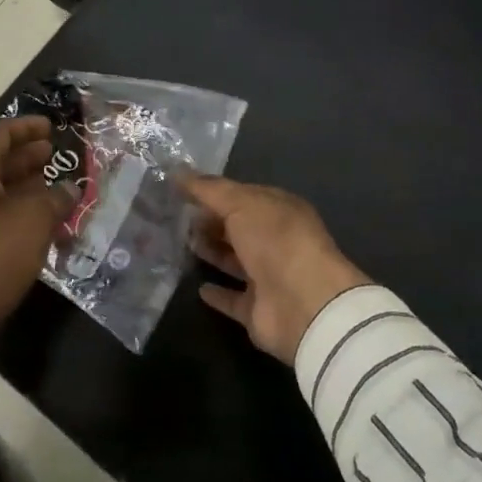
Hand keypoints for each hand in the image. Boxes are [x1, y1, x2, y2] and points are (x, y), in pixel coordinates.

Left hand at [0, 117, 70, 376]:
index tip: (51, 127)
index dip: (25, 128)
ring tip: (51, 191)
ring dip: (21, 189)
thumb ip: (54, 199)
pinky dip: (10, 216)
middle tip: (53, 156)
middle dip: (24, 158)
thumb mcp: (30, 223)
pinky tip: (33, 229)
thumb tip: (70, 188)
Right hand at [185, 176, 369, 364]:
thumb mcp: (240, 203)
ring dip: (212, 252)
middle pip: (238, 228)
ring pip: (235, 260)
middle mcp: (276, 241)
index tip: (181, 190)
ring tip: (182, 244)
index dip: (214, 192)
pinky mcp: (259, 310)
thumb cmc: (275, 240)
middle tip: (177, 218)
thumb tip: (176, 171)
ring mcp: (269, 277)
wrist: (304, 304)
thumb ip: (208, 189)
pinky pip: (234, 299)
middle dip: (211, 221)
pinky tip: (198, 288)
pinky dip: (218, 294)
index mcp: (279, 210)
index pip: (242, 196)